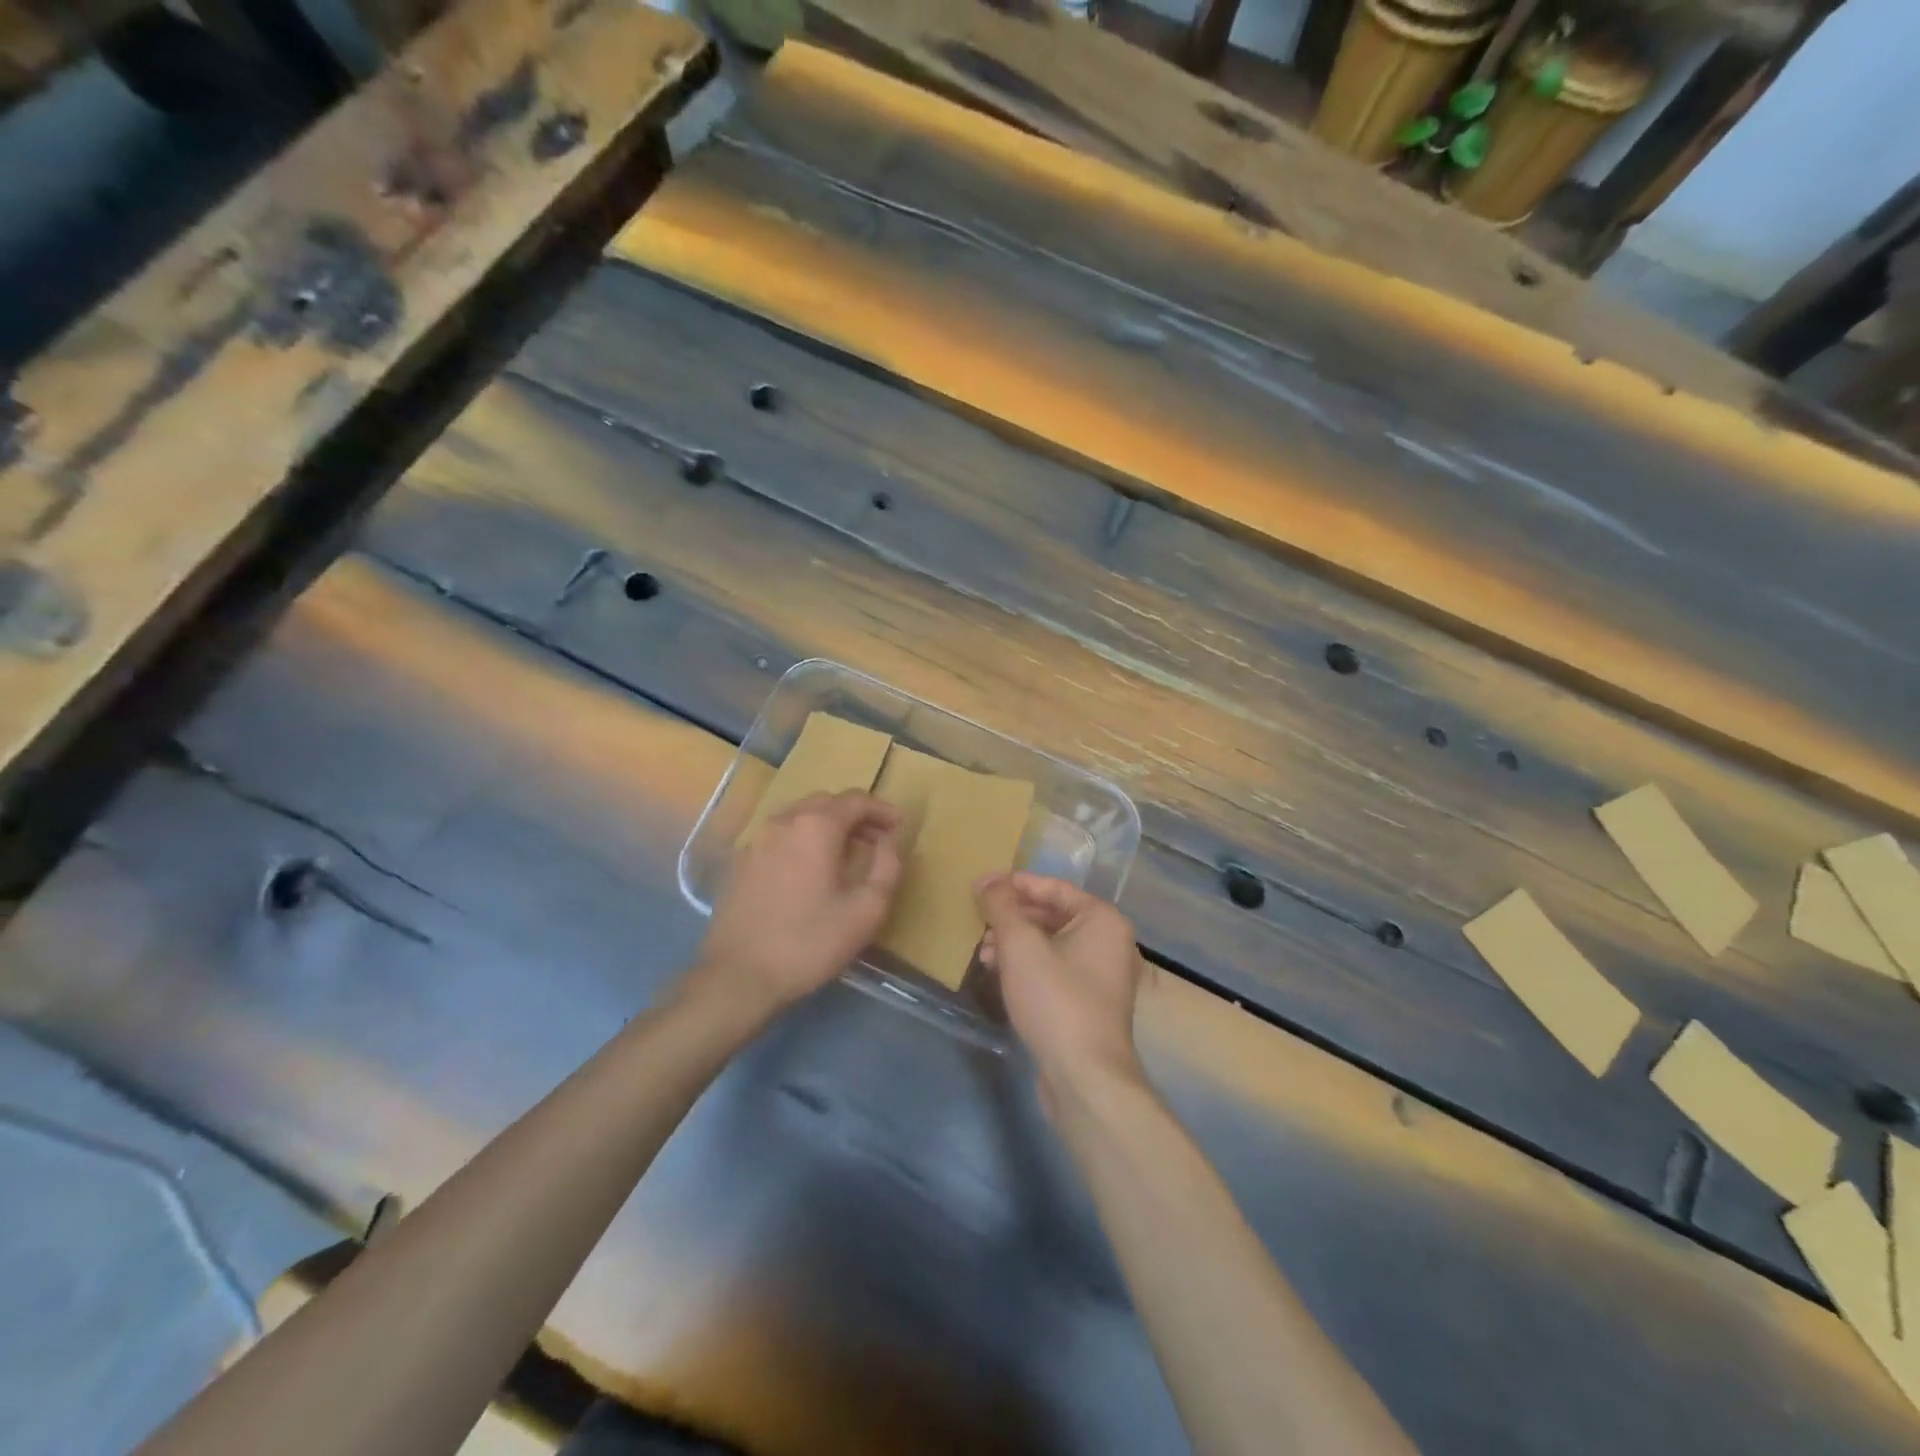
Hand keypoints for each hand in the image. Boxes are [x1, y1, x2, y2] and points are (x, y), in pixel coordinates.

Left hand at [695, 791, 903, 1016]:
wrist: (738, 976)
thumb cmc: (809, 942)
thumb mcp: (866, 910)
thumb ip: (887, 867)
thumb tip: (887, 841)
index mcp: (816, 826)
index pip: (856, 800)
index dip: (882, 810)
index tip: (899, 827)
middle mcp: (783, 821)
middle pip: (826, 802)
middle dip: (855, 815)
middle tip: (876, 840)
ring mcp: (756, 840)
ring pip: (799, 817)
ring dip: (827, 826)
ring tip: (845, 854)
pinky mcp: (740, 862)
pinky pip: (779, 836)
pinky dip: (802, 840)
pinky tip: (809, 870)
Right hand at [976, 873, 1147, 1106]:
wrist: (1085, 1078)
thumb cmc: (1055, 1000)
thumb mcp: (1020, 946)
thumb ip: (1001, 906)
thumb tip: (987, 877)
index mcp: (1102, 920)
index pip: (1054, 888)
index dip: (1016, 885)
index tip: (982, 887)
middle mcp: (1109, 942)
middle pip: (1052, 916)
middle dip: (1013, 919)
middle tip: (978, 922)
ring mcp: (1102, 976)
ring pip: (1051, 945)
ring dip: (1016, 944)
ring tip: (983, 953)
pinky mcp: (1089, 1004)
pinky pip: (1054, 970)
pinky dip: (1027, 967)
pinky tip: (999, 975)